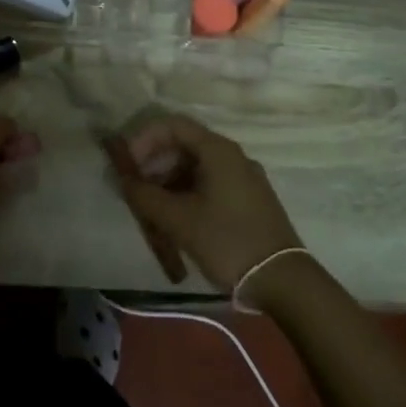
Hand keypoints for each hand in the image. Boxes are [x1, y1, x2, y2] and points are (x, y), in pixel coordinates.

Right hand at [112, 114, 300, 290]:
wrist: (283, 281)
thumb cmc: (227, 241)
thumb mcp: (179, 219)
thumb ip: (145, 196)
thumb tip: (123, 180)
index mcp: (218, 150)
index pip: (172, 125)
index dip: (144, 139)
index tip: (127, 165)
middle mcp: (232, 156)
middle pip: (183, 145)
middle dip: (153, 164)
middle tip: (135, 190)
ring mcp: (243, 178)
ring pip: (195, 168)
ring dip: (168, 183)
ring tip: (151, 211)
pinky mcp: (248, 200)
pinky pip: (209, 185)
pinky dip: (186, 195)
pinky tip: (175, 221)